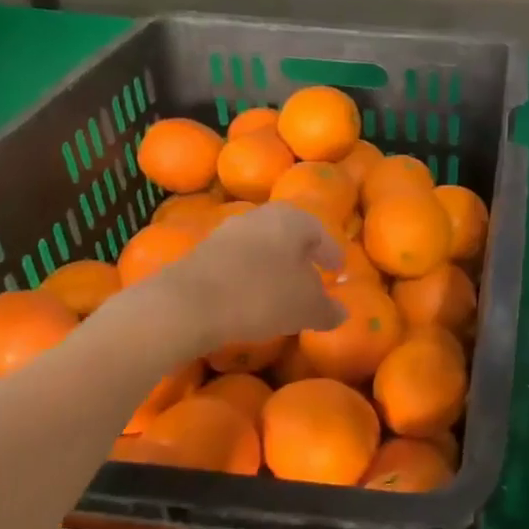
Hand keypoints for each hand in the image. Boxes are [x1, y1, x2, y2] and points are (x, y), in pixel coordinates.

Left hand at [105, 202, 344, 352]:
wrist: (187, 303)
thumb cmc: (262, 295)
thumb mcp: (306, 308)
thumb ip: (328, 309)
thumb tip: (341, 313)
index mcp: (293, 219)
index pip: (321, 234)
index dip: (332, 255)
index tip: (337, 271)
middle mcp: (261, 215)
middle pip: (289, 236)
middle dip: (301, 258)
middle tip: (311, 280)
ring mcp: (228, 231)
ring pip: (262, 247)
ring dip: (273, 267)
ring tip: (280, 294)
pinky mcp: (202, 252)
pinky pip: (238, 262)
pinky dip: (249, 276)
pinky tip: (250, 299)